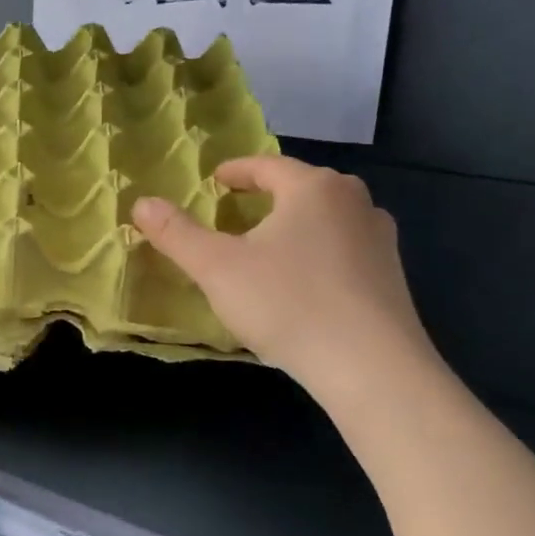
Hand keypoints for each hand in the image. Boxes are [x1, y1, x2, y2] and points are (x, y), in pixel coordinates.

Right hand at [132, 157, 438, 416]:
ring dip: (295, 225)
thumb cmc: (288, 304)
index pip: (267, 166)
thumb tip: (141, 203)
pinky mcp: (392, 278)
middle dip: (267, 196)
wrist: (372, 369)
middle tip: (236, 211)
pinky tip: (302, 283)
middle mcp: (354, 202)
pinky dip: (317, 254)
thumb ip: (177, 233)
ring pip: (326, 219)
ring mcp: (380, 240)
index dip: (235, 171)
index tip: (214, 181)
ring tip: (268, 245)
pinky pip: (344, 250)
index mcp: (313, 188)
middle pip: (301, 188)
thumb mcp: (217, 268)